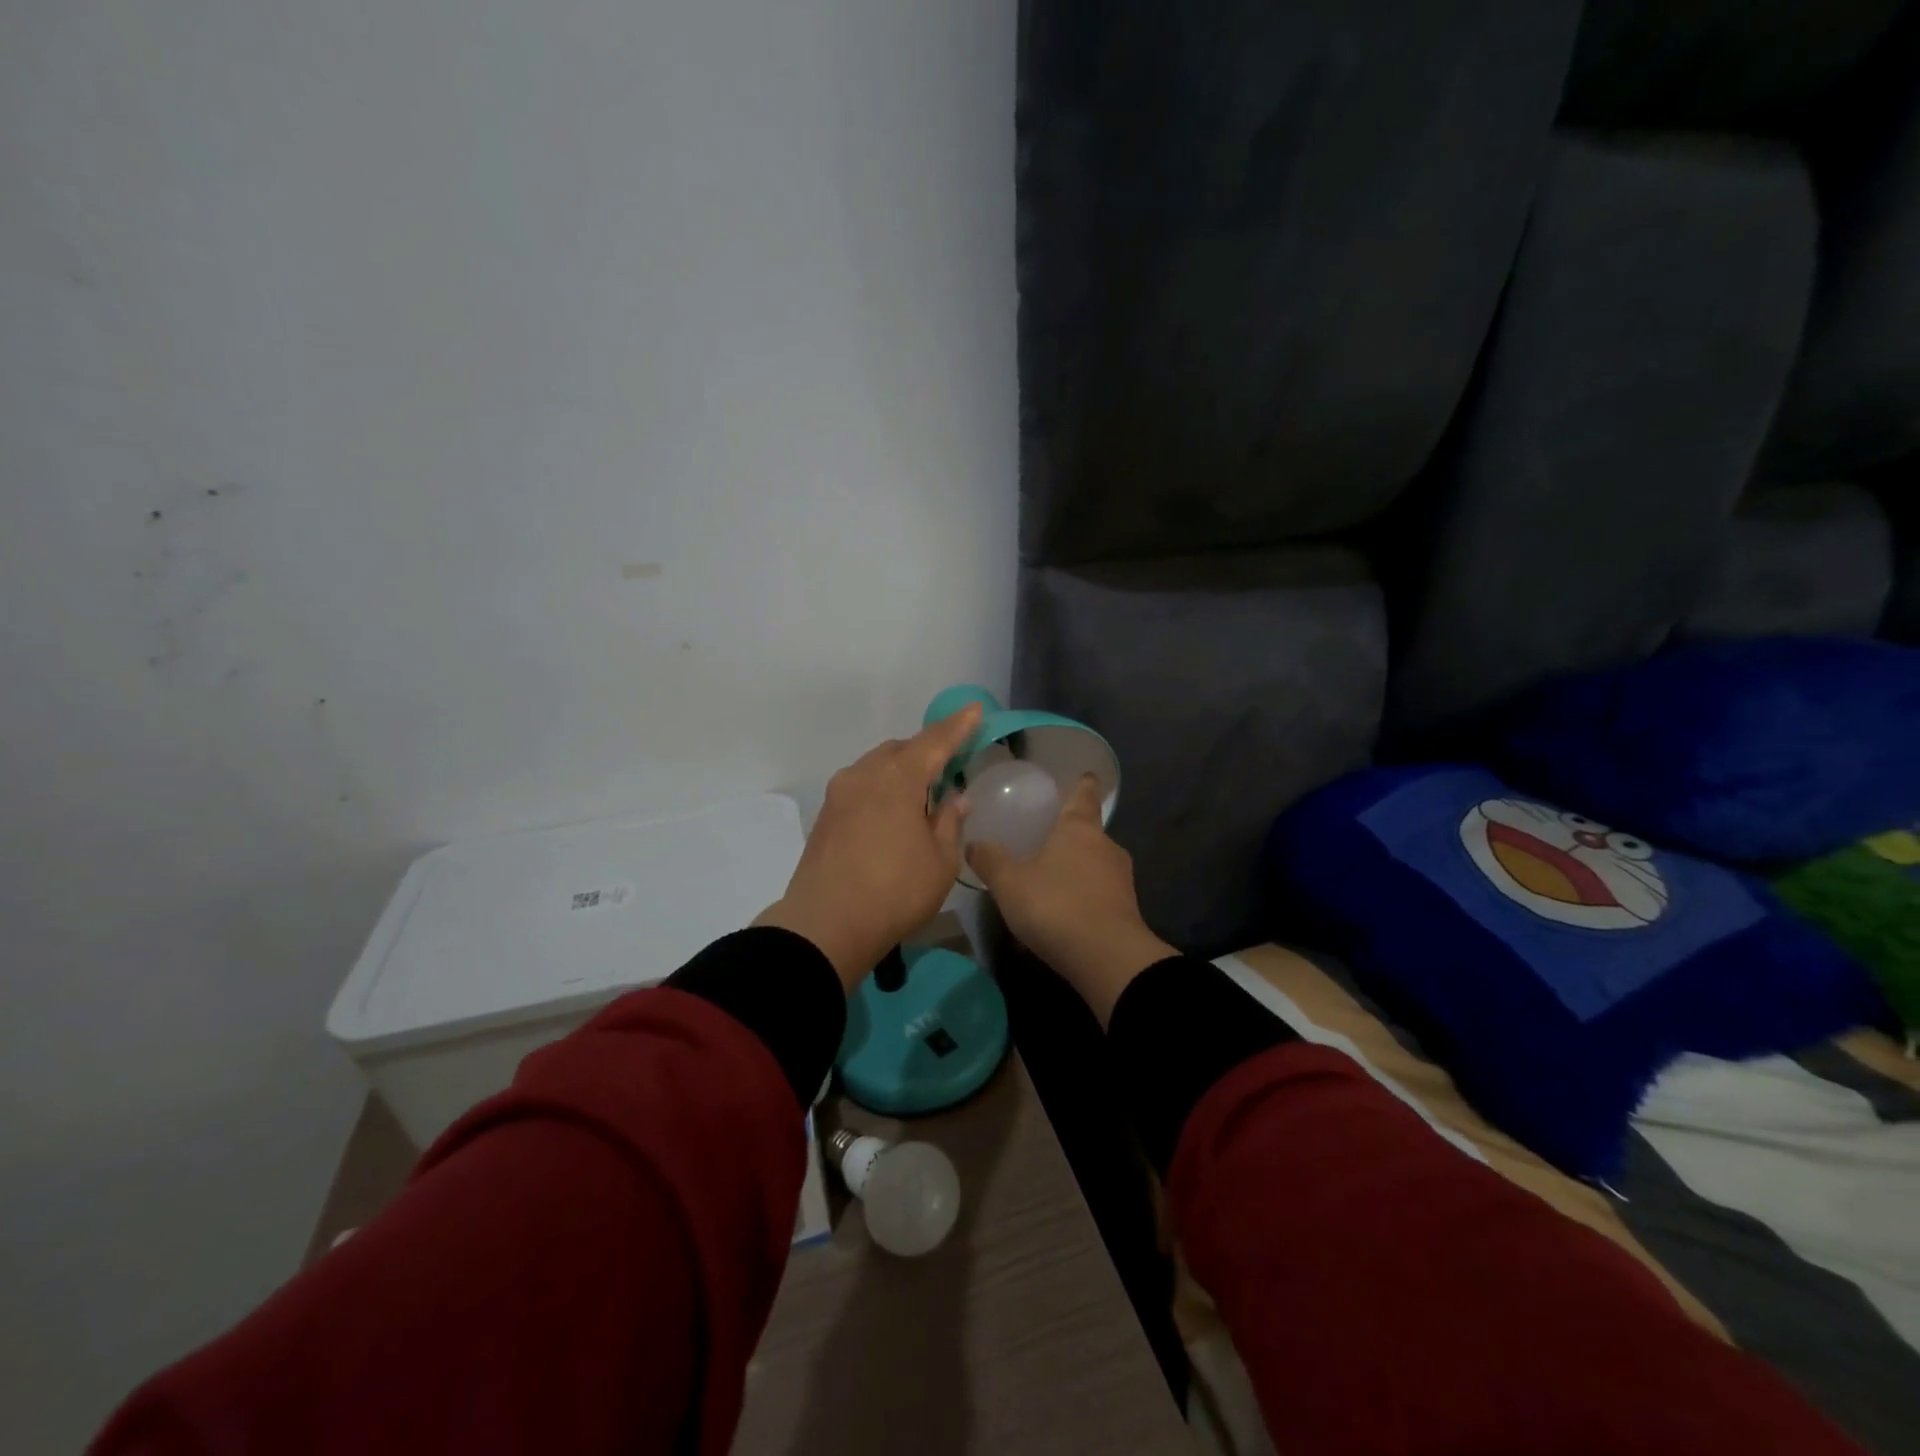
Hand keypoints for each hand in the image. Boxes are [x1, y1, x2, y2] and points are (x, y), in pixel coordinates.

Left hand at [756, 705, 981, 989]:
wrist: (826, 925)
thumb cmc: (895, 891)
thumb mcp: (940, 861)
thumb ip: (950, 822)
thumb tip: (955, 798)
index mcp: (897, 778)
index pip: (935, 741)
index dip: (958, 726)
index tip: (974, 709)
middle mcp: (864, 774)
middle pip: (901, 750)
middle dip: (927, 751)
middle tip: (949, 767)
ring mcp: (839, 794)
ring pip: (877, 767)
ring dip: (901, 771)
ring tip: (921, 795)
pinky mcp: (826, 815)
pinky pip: (861, 786)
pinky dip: (882, 789)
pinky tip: (892, 814)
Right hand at [966, 775, 1176, 1024]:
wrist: (1108, 958)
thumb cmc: (1056, 906)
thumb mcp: (1010, 883)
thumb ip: (991, 861)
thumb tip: (973, 843)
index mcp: (1079, 828)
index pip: (1084, 794)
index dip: (1082, 784)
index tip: (1085, 775)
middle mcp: (1106, 846)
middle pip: (1089, 831)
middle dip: (1070, 833)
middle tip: (1046, 837)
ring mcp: (1121, 879)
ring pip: (1096, 863)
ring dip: (1077, 867)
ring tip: (1051, 877)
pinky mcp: (1127, 909)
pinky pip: (1101, 892)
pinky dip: (1084, 894)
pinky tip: (1065, 910)